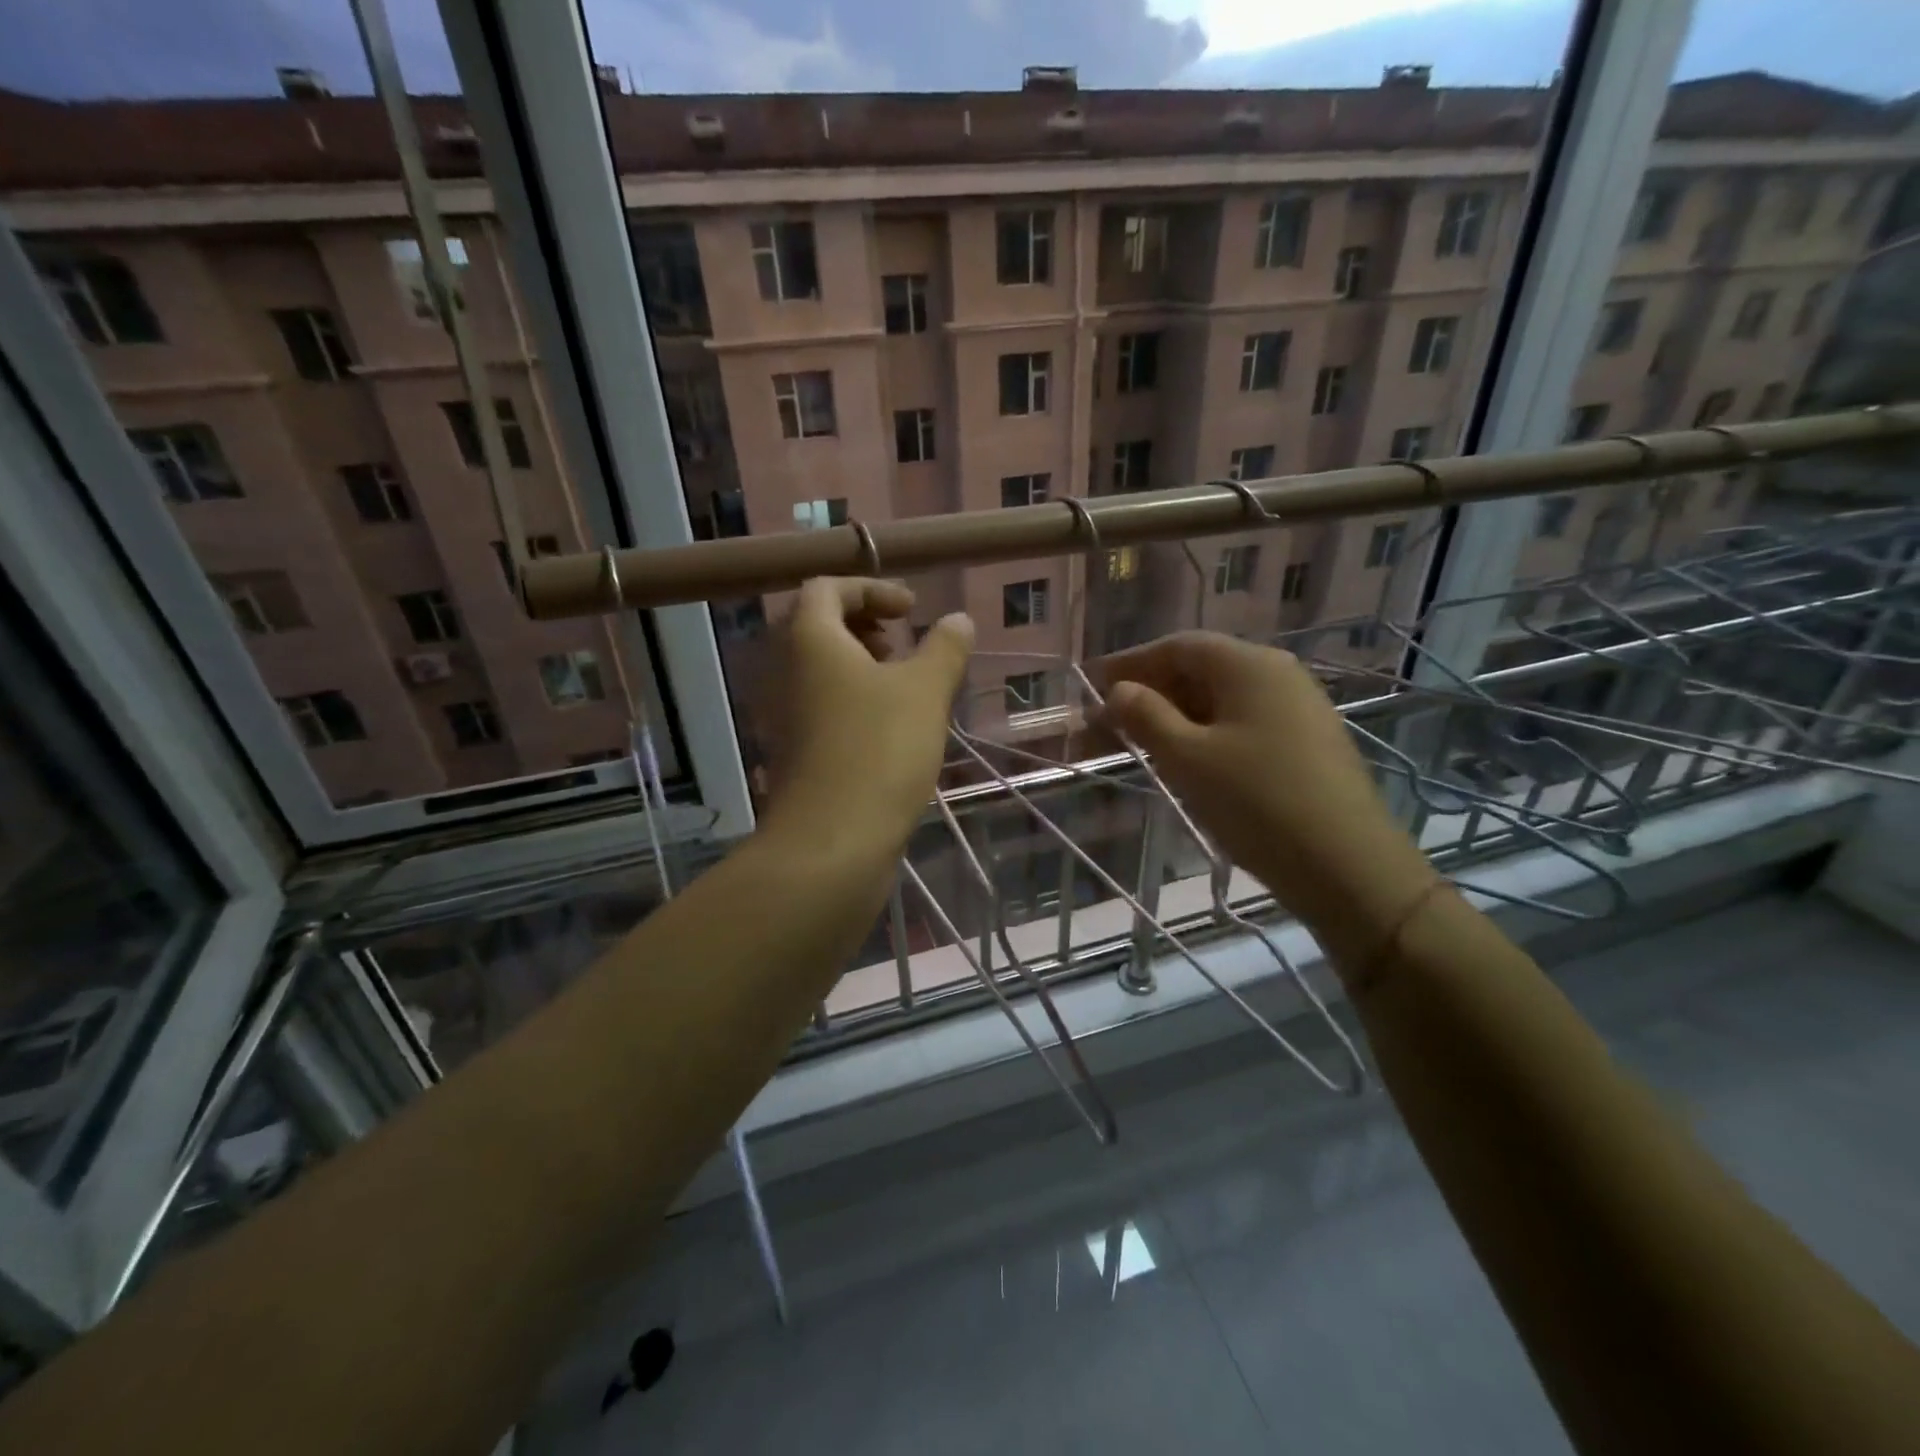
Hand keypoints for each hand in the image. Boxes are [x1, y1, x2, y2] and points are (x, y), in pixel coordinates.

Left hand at [765, 578, 972, 851]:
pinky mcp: (794, 749)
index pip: (827, 588)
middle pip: (817, 625)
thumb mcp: (924, 691)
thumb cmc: (879, 750)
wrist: (832, 840)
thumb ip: (944, 648)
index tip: (912, 611)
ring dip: (859, 663)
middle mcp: (785, 669)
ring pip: (819, 668)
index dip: (871, 589)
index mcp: (809, 640)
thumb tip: (959, 619)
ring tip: (903, 686)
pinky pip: (819, 703)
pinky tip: (889, 726)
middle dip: (864, 625)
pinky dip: (851, 698)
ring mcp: (784, 712)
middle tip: (903, 644)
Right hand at [1096, 632, 1436, 965]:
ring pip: (1222, 697)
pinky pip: (1243, 720)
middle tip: (1108, 721)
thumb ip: (1146, 716)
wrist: (1348, 866)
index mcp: (1249, 665)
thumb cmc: (1257, 803)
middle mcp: (1278, 673)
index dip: (1131, 662)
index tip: (1092, 684)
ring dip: (1176, 714)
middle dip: (1150, 691)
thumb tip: (1119, 690)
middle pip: (1201, 668)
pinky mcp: (1307, 740)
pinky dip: (1206, 731)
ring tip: (1140, 741)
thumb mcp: (1188, 758)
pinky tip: (1188, 758)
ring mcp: (1298, 706)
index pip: (1178, 646)